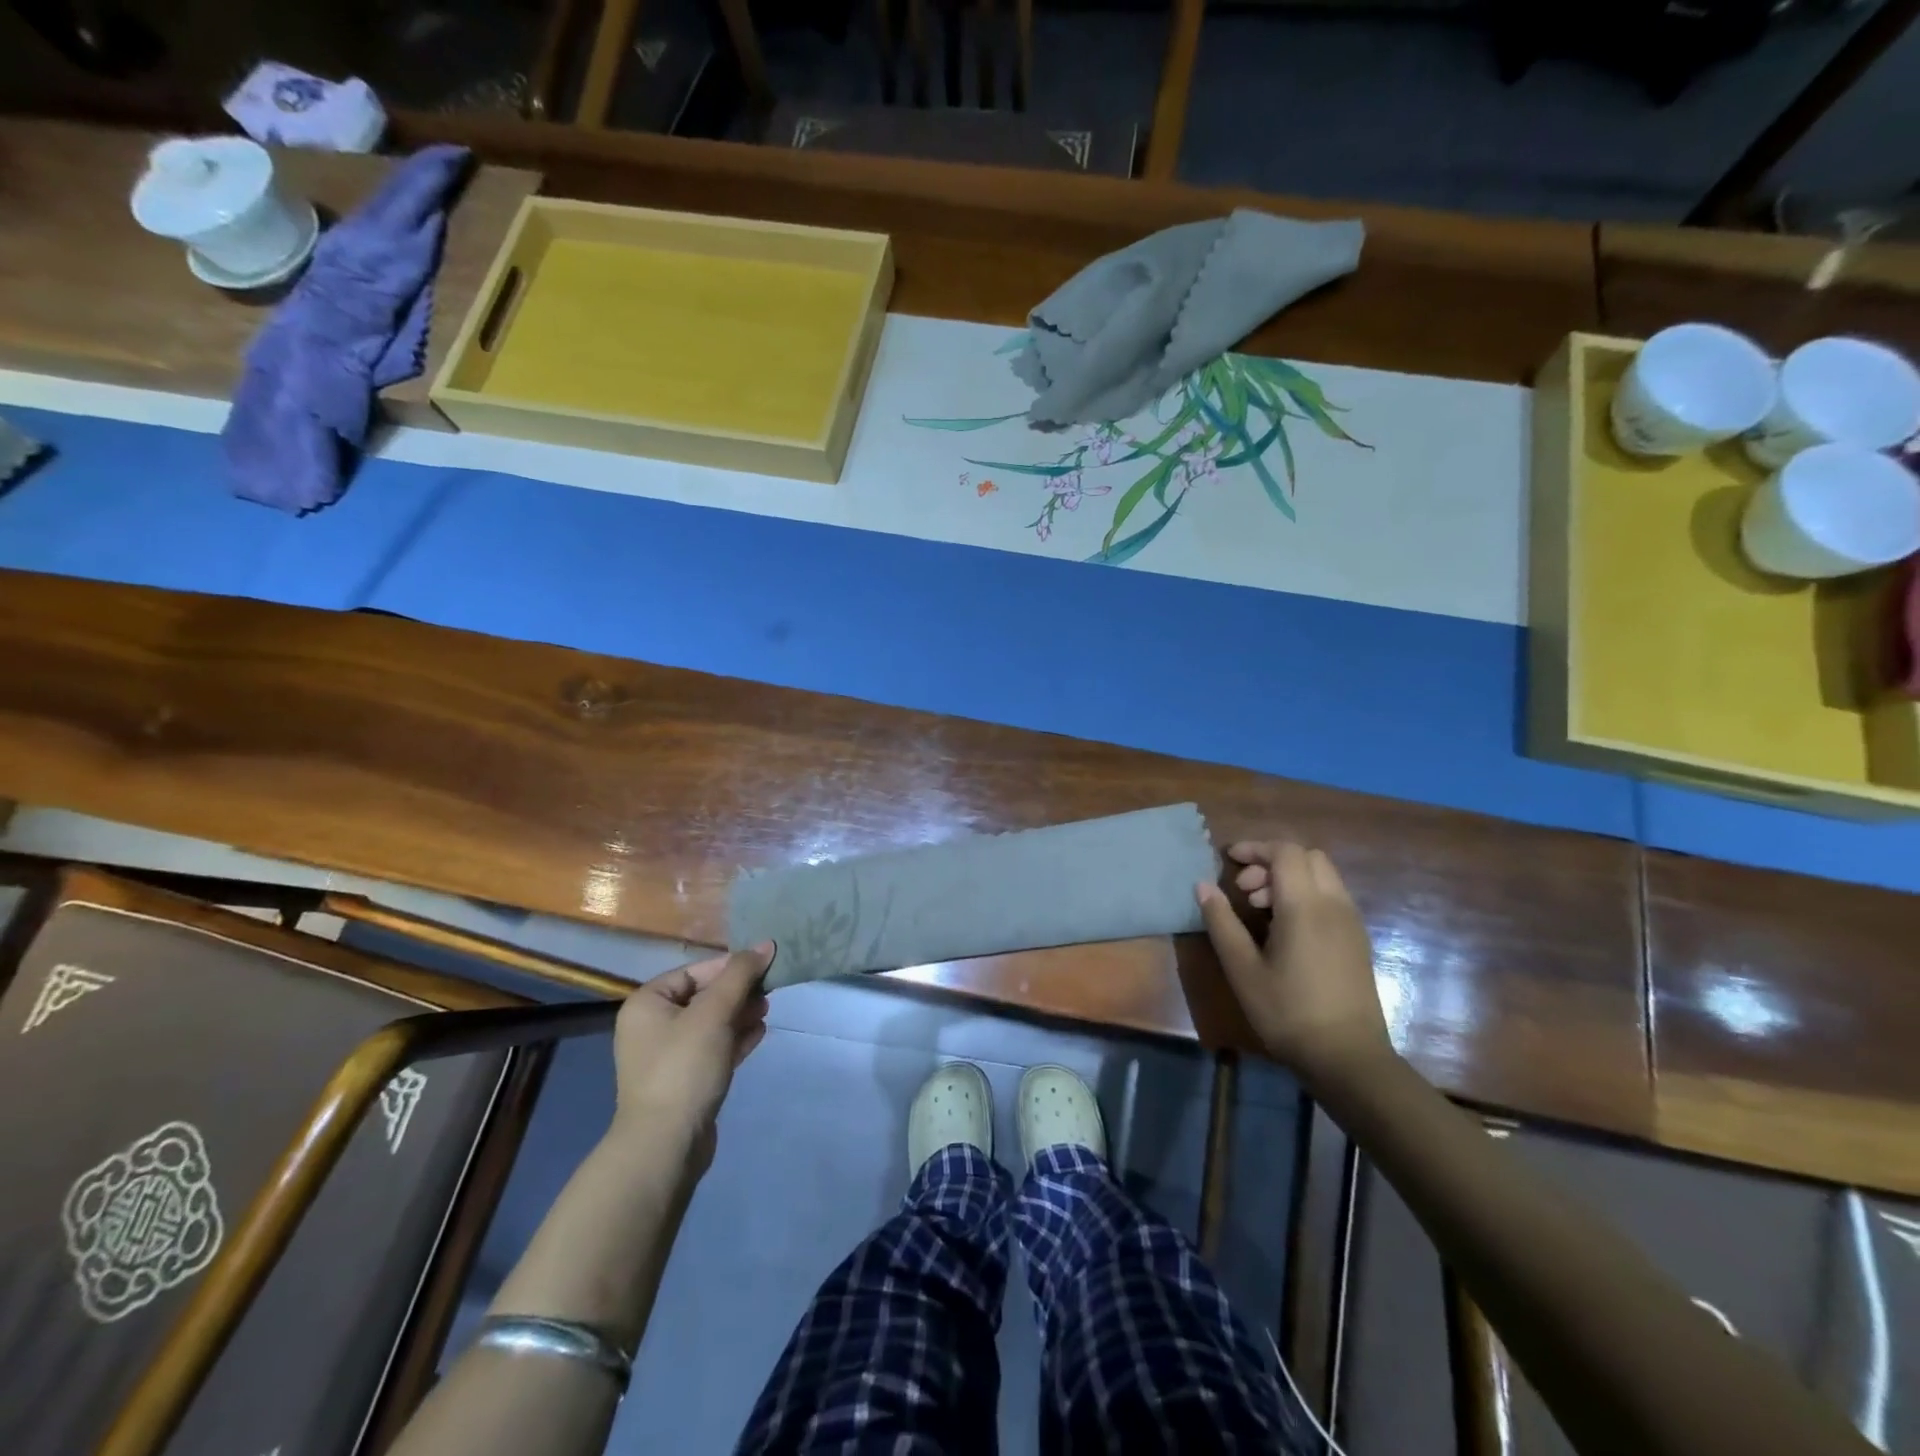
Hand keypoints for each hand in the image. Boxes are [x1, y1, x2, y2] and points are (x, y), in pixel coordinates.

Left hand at [610, 944, 773, 1173]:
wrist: (666, 1144)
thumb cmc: (684, 1067)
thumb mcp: (714, 1013)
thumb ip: (740, 975)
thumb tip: (766, 944)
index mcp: (647, 1003)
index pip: (695, 971)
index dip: (730, 967)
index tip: (764, 969)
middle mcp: (652, 1025)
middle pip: (704, 995)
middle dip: (738, 992)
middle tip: (769, 993)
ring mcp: (667, 1055)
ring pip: (711, 1022)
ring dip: (740, 1014)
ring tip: (767, 1012)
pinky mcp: (685, 1080)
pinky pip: (713, 1048)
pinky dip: (735, 1038)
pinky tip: (760, 1034)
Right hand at [1196, 842, 1393, 1082]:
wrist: (1348, 1058)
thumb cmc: (1287, 1012)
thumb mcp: (1242, 969)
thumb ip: (1221, 922)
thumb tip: (1203, 885)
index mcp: (1305, 906)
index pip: (1285, 852)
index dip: (1255, 848)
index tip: (1228, 860)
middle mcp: (1334, 905)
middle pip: (1308, 857)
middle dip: (1272, 862)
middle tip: (1245, 891)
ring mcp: (1351, 922)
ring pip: (1323, 876)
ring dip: (1290, 879)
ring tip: (1260, 912)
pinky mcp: (1357, 940)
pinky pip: (1331, 897)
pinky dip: (1306, 895)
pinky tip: (1285, 930)